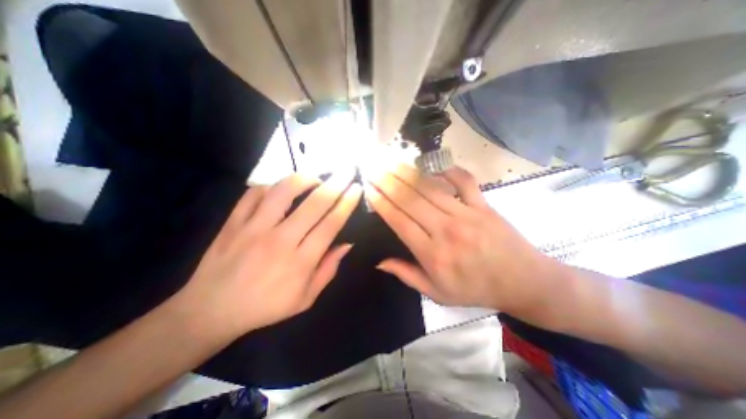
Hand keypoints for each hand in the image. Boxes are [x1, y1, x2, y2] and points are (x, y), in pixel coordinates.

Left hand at [174, 168, 361, 340]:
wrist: (210, 311)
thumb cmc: (265, 307)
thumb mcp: (305, 298)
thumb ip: (328, 270)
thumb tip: (347, 244)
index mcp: (300, 262)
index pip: (330, 224)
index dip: (346, 204)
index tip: (356, 189)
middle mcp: (279, 240)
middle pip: (314, 204)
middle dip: (336, 184)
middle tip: (347, 171)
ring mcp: (253, 228)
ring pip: (282, 192)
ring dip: (304, 179)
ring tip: (315, 177)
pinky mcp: (233, 223)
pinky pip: (253, 194)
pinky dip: (270, 185)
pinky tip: (280, 188)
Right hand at [366, 166, 559, 311]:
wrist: (523, 282)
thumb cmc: (475, 289)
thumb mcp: (437, 293)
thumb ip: (406, 275)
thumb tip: (379, 262)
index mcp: (432, 253)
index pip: (399, 221)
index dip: (382, 203)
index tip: (369, 189)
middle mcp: (446, 230)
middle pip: (411, 200)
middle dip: (389, 182)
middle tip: (374, 169)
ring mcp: (466, 214)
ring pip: (430, 188)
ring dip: (408, 174)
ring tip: (392, 163)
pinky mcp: (483, 204)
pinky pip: (464, 181)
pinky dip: (448, 170)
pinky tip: (434, 165)